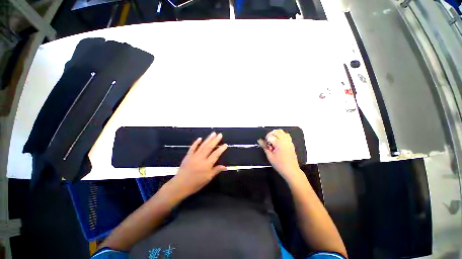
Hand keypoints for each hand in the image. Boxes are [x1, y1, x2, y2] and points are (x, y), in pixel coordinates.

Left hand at [171, 132, 227, 196]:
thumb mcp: (208, 178)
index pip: (216, 154)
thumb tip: (225, 167)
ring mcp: (194, 156)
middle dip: (215, 140)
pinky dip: (196, 142)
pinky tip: (200, 138)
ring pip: (203, 145)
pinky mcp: (188, 156)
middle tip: (220, 134)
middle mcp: (201, 158)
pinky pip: (192, 147)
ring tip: (213, 133)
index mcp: (207, 164)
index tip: (225, 144)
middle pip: (209, 147)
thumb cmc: (196, 183)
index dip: (221, 149)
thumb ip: (216, 170)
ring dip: (208, 139)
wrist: (180, 185)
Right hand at [258, 129, 301, 180]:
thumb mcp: (270, 157)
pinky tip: (278, 142)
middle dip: (270, 135)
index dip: (266, 139)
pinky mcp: (291, 144)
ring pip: (282, 132)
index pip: (270, 136)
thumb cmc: (279, 165)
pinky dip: (281, 135)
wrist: (291, 171)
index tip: (265, 144)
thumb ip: (265, 147)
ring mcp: (289, 142)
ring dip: (276, 134)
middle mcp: (285, 141)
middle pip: (276, 131)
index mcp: (279, 144)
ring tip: (273, 141)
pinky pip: (286, 135)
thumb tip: (259, 140)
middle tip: (268, 142)